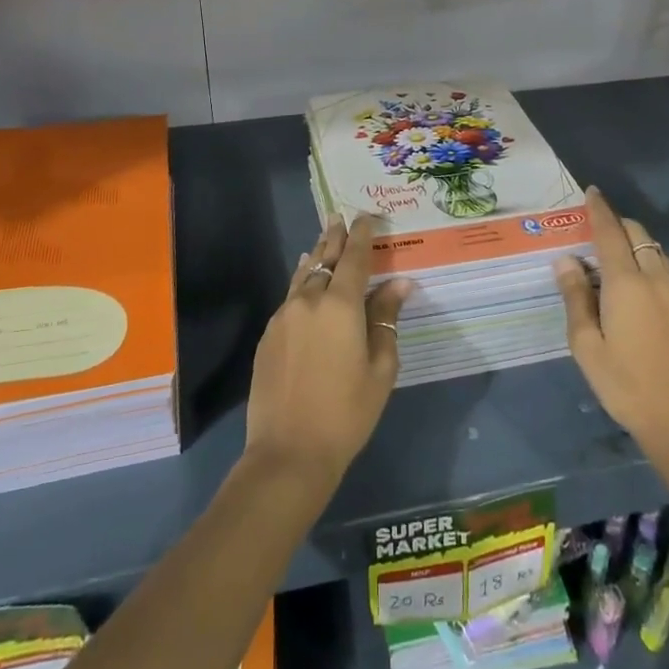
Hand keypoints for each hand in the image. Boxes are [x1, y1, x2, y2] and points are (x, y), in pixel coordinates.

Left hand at [244, 216, 411, 488]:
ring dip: (316, 256)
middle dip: (334, 237)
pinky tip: (305, 283)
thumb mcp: (380, 368)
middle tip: (340, 217)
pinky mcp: (268, 335)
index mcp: (341, 306)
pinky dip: (301, 282)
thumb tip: (400, 284)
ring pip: (303, 275)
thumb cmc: (347, 413)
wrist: (289, 452)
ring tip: (323, 242)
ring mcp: (283, 316)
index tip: (366, 216)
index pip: (353, 258)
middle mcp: (309, 301)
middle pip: (324, 258)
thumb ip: (386, 320)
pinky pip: (289, 296)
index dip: (361, 235)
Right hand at [555, 187, 668, 463]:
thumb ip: (575, 298)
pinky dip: (648, 263)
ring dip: (634, 244)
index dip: (599, 209)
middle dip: (617, 224)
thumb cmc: (626, 385)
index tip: (591, 191)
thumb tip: (566, 261)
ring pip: (655, 251)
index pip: (610, 232)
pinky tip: (636, 288)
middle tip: (594, 232)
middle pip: (638, 234)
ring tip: (612, 260)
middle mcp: (655, 278)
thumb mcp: (587, 346)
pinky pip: (666, 270)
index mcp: (626, 283)